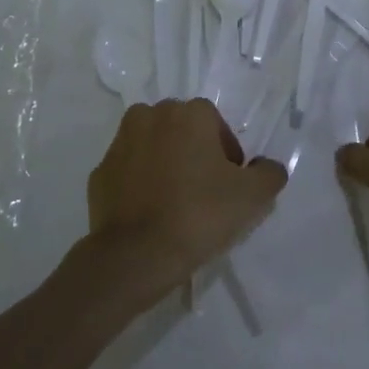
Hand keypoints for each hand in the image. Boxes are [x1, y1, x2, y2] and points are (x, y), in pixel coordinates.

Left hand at [86, 99, 287, 304]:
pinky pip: (129, 172)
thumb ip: (269, 173)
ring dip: (165, 163)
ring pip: (152, 146)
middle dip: (194, 153)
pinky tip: (151, 213)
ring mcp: (119, 144)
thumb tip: (266, 166)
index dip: (227, 154)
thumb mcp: (252, 196)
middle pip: (182, 130)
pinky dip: (140, 184)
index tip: (229, 184)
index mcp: (188, 113)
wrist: (135, 256)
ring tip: (176, 202)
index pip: (216, 124)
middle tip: (205, 192)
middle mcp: (150, 116)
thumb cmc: (199, 215)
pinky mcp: (99, 173)